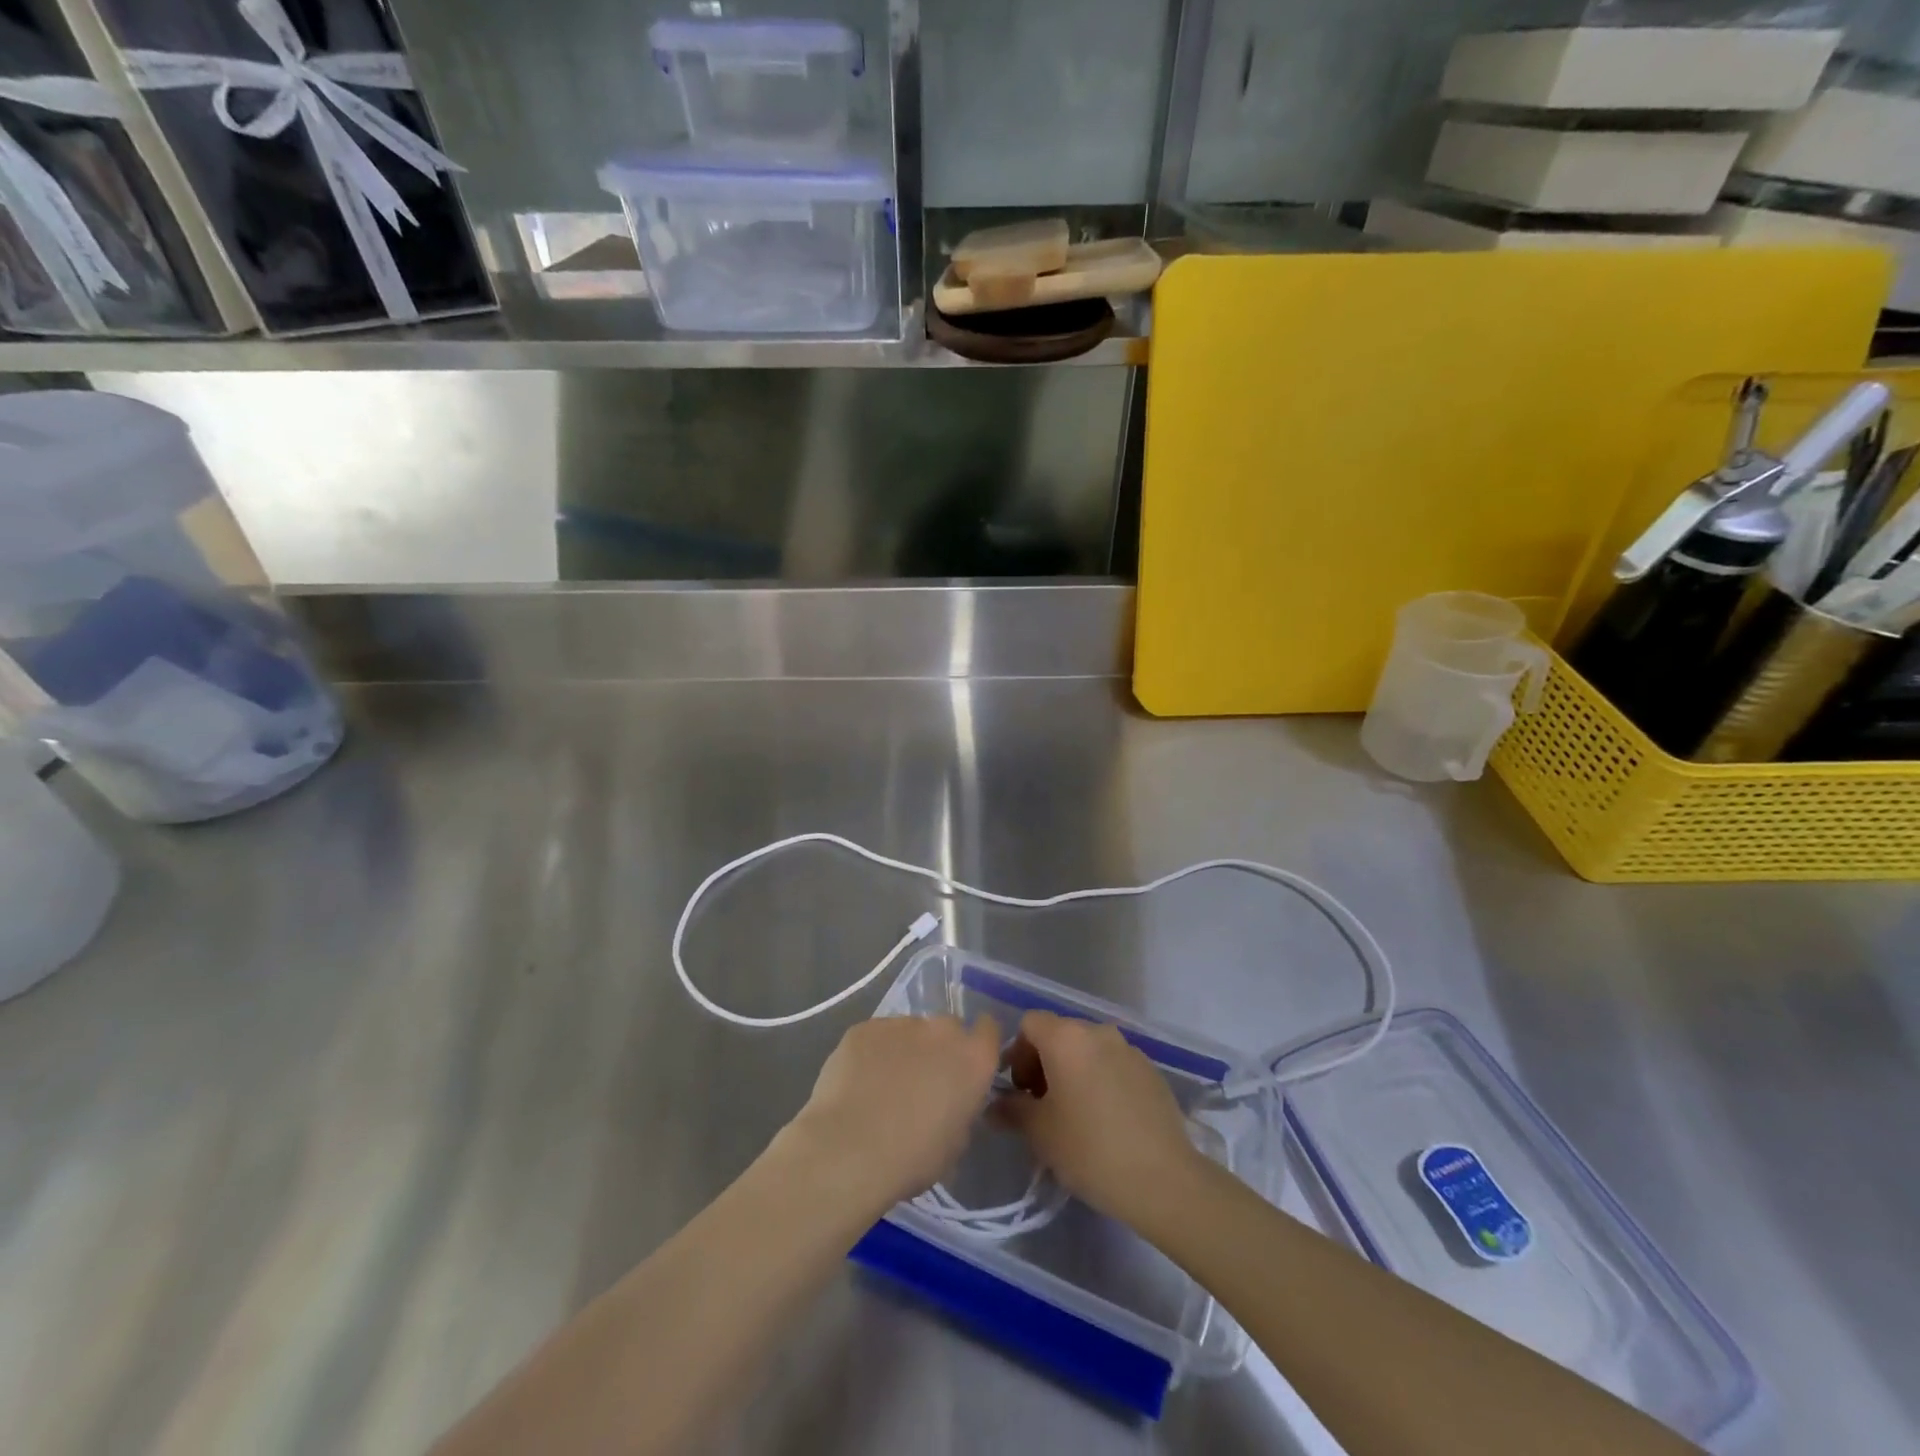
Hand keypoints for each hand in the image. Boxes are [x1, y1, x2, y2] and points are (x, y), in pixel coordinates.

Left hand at [784, 1014, 1002, 1213]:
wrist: (848, 1150)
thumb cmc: (912, 1158)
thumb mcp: (955, 1144)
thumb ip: (960, 1109)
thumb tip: (948, 1101)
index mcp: (973, 1058)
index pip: (989, 1030)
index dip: (978, 1045)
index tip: (965, 1067)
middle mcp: (941, 1031)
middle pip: (947, 1029)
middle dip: (938, 1049)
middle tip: (921, 1083)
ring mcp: (900, 1024)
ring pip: (909, 1032)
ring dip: (904, 1051)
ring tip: (881, 1087)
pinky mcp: (864, 1028)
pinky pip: (876, 1037)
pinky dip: (871, 1054)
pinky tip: (857, 1084)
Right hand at [995, 1010, 1205, 1229]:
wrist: (1164, 1179)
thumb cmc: (1090, 1149)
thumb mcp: (1040, 1133)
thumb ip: (1012, 1110)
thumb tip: (995, 1104)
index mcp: (1067, 1038)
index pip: (1030, 1024)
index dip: (1017, 1052)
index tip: (1020, 1089)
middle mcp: (1098, 1032)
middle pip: (1060, 1033)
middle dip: (1044, 1062)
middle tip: (1042, 1104)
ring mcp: (1129, 1049)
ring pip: (1089, 1049)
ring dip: (1074, 1070)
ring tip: (1075, 1113)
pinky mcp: (1151, 1070)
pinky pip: (1114, 1064)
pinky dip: (1101, 1079)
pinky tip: (1106, 1118)